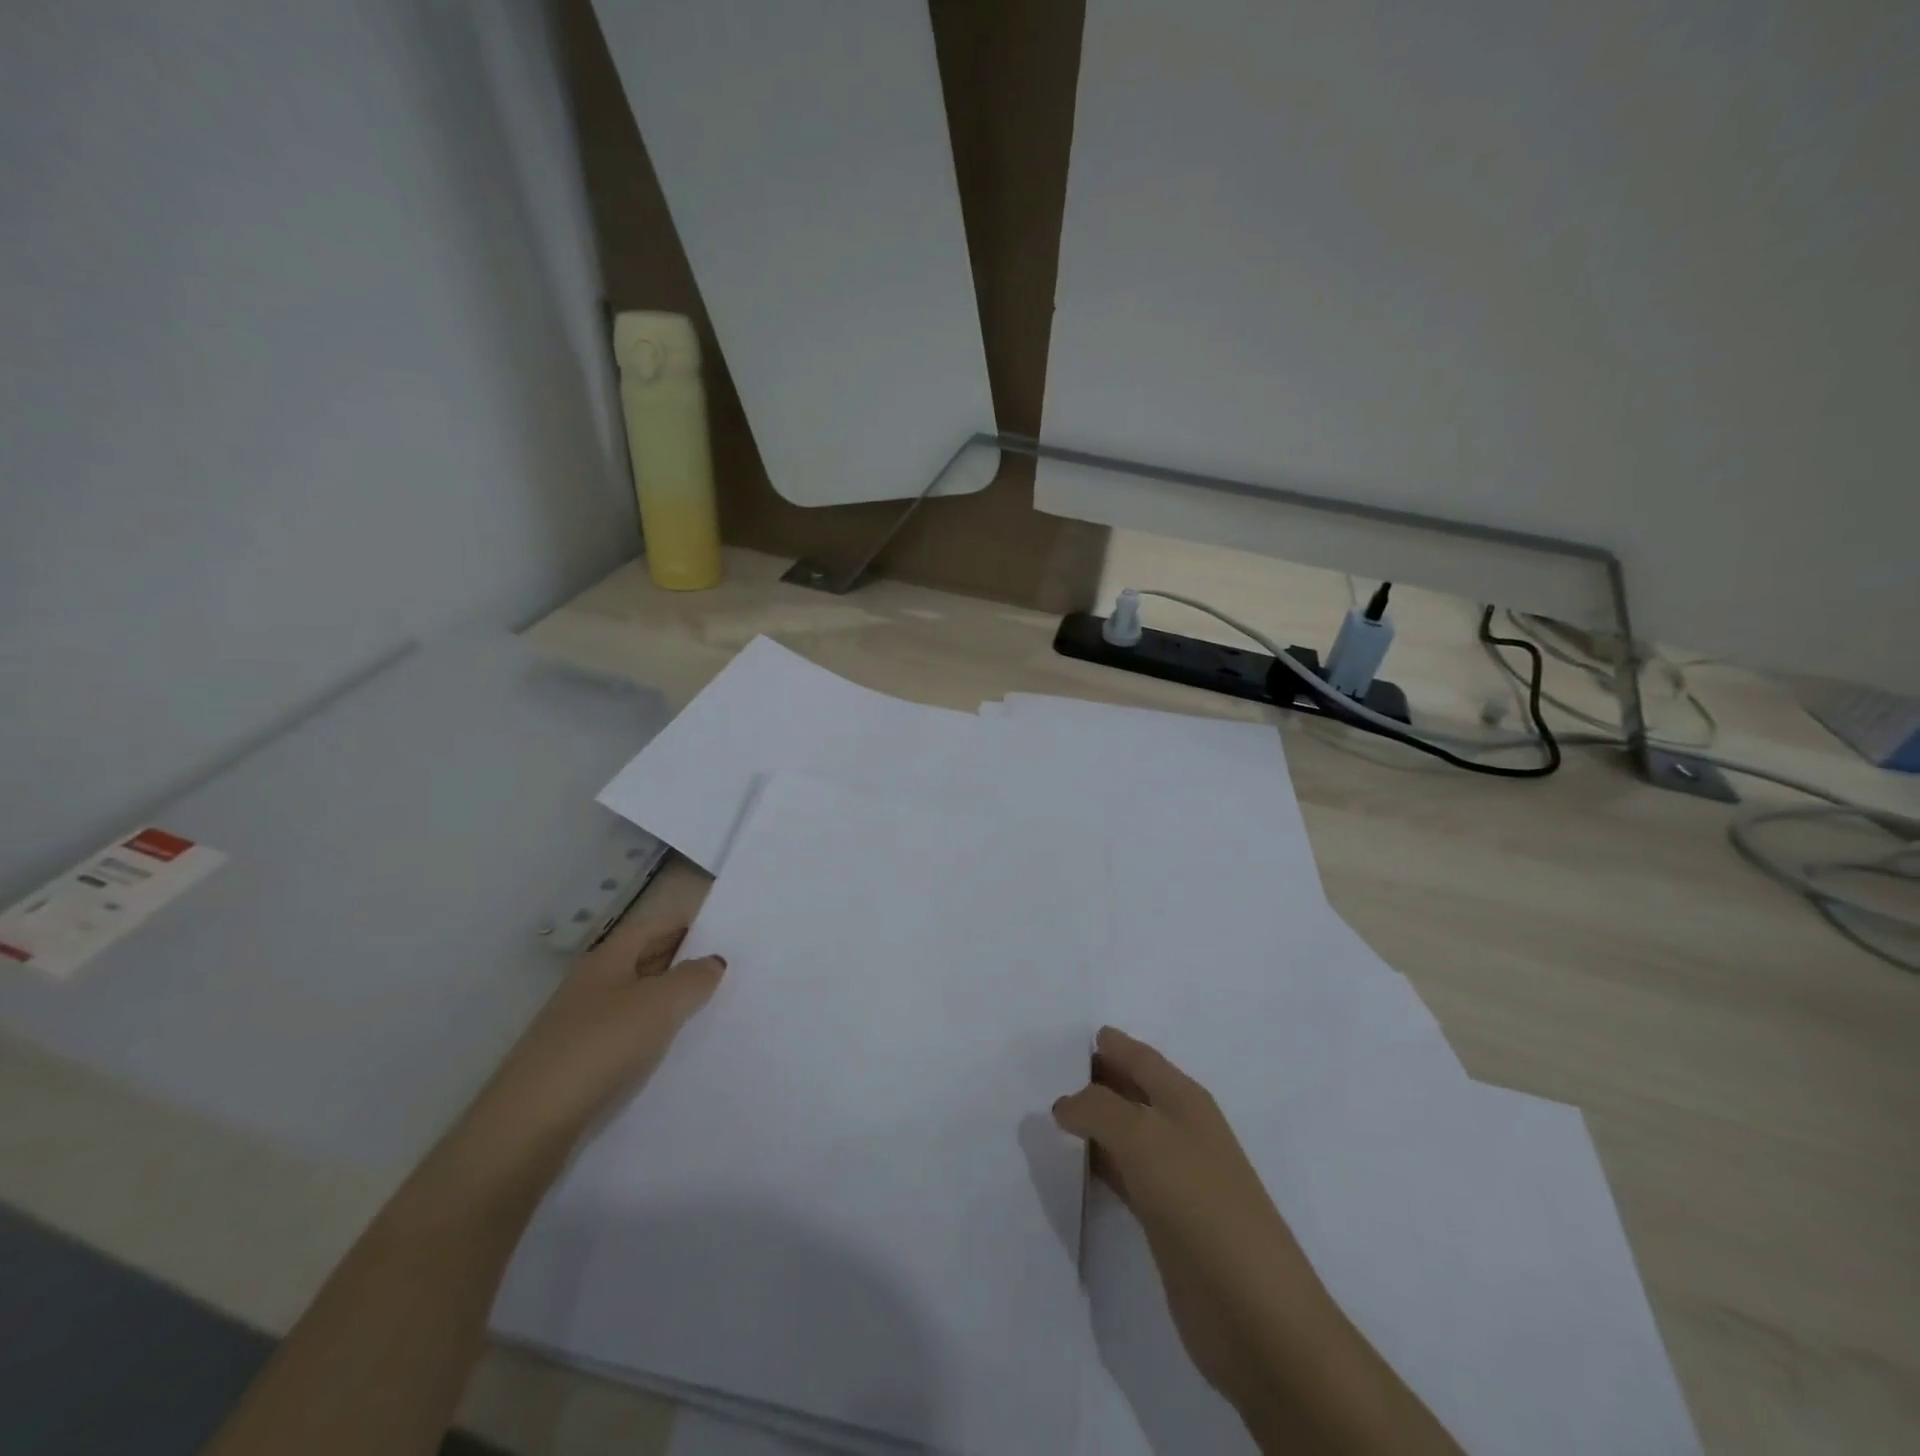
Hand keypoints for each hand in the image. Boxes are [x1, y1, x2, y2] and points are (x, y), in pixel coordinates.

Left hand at [456, 913, 725, 1178]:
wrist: (530, 1124)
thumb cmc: (600, 1046)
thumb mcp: (659, 1004)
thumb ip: (693, 978)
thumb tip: (713, 961)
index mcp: (607, 959)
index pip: (652, 926)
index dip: (685, 923)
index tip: (722, 929)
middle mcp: (591, 984)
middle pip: (642, 959)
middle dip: (680, 959)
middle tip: (724, 967)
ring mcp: (580, 1024)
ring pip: (634, 998)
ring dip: (667, 998)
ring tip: (708, 1007)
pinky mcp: (576, 1062)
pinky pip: (624, 1033)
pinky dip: (650, 1032)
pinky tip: (670, 1048)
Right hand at [1054, 1027, 1309, 1419]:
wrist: (1256, 1316)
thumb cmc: (1202, 1206)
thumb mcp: (1145, 1139)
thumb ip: (1099, 1109)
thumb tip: (1065, 1103)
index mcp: (1185, 1100)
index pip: (1139, 1057)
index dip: (1107, 1043)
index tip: (1062, 1037)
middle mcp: (1181, 1130)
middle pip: (1131, 1091)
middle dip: (1093, 1079)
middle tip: (1042, 1071)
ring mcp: (1175, 1177)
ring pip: (1124, 1133)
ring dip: (1092, 1122)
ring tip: (1046, 1113)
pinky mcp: (1165, 1221)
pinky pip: (1123, 1175)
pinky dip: (1098, 1164)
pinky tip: (1072, 1165)